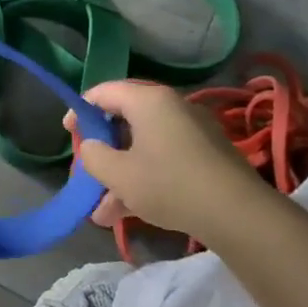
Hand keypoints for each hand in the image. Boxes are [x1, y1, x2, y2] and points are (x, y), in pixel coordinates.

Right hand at [69, 80, 263, 246]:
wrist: (239, 214)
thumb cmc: (169, 184)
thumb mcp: (118, 173)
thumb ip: (93, 156)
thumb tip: (92, 149)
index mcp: (148, 100)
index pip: (104, 92)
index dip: (81, 110)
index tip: (69, 133)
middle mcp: (171, 107)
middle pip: (125, 121)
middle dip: (102, 151)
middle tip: (87, 171)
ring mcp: (192, 132)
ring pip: (143, 147)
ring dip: (120, 175)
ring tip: (102, 213)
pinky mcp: (206, 156)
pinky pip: (164, 159)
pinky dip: (144, 179)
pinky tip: (127, 214)